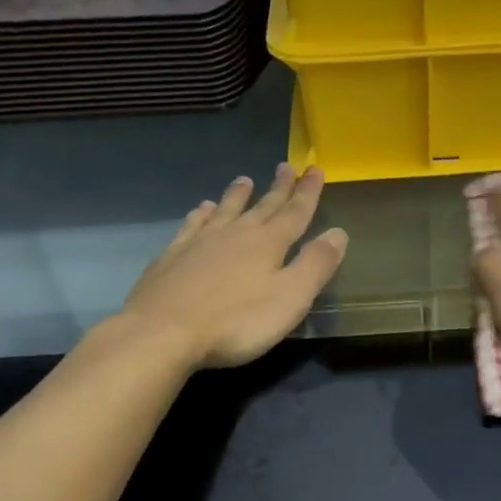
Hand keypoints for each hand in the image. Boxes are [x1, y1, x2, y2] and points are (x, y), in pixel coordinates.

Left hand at [108, 164, 347, 370]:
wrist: (162, 333)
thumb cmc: (236, 321)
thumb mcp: (291, 297)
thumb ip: (316, 264)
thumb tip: (338, 233)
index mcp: (268, 244)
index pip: (295, 213)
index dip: (308, 192)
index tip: (315, 169)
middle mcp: (235, 234)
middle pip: (263, 207)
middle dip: (278, 188)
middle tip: (286, 166)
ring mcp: (200, 243)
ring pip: (225, 211)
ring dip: (237, 196)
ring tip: (244, 180)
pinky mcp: (172, 257)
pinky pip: (192, 226)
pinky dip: (200, 214)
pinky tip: (201, 209)